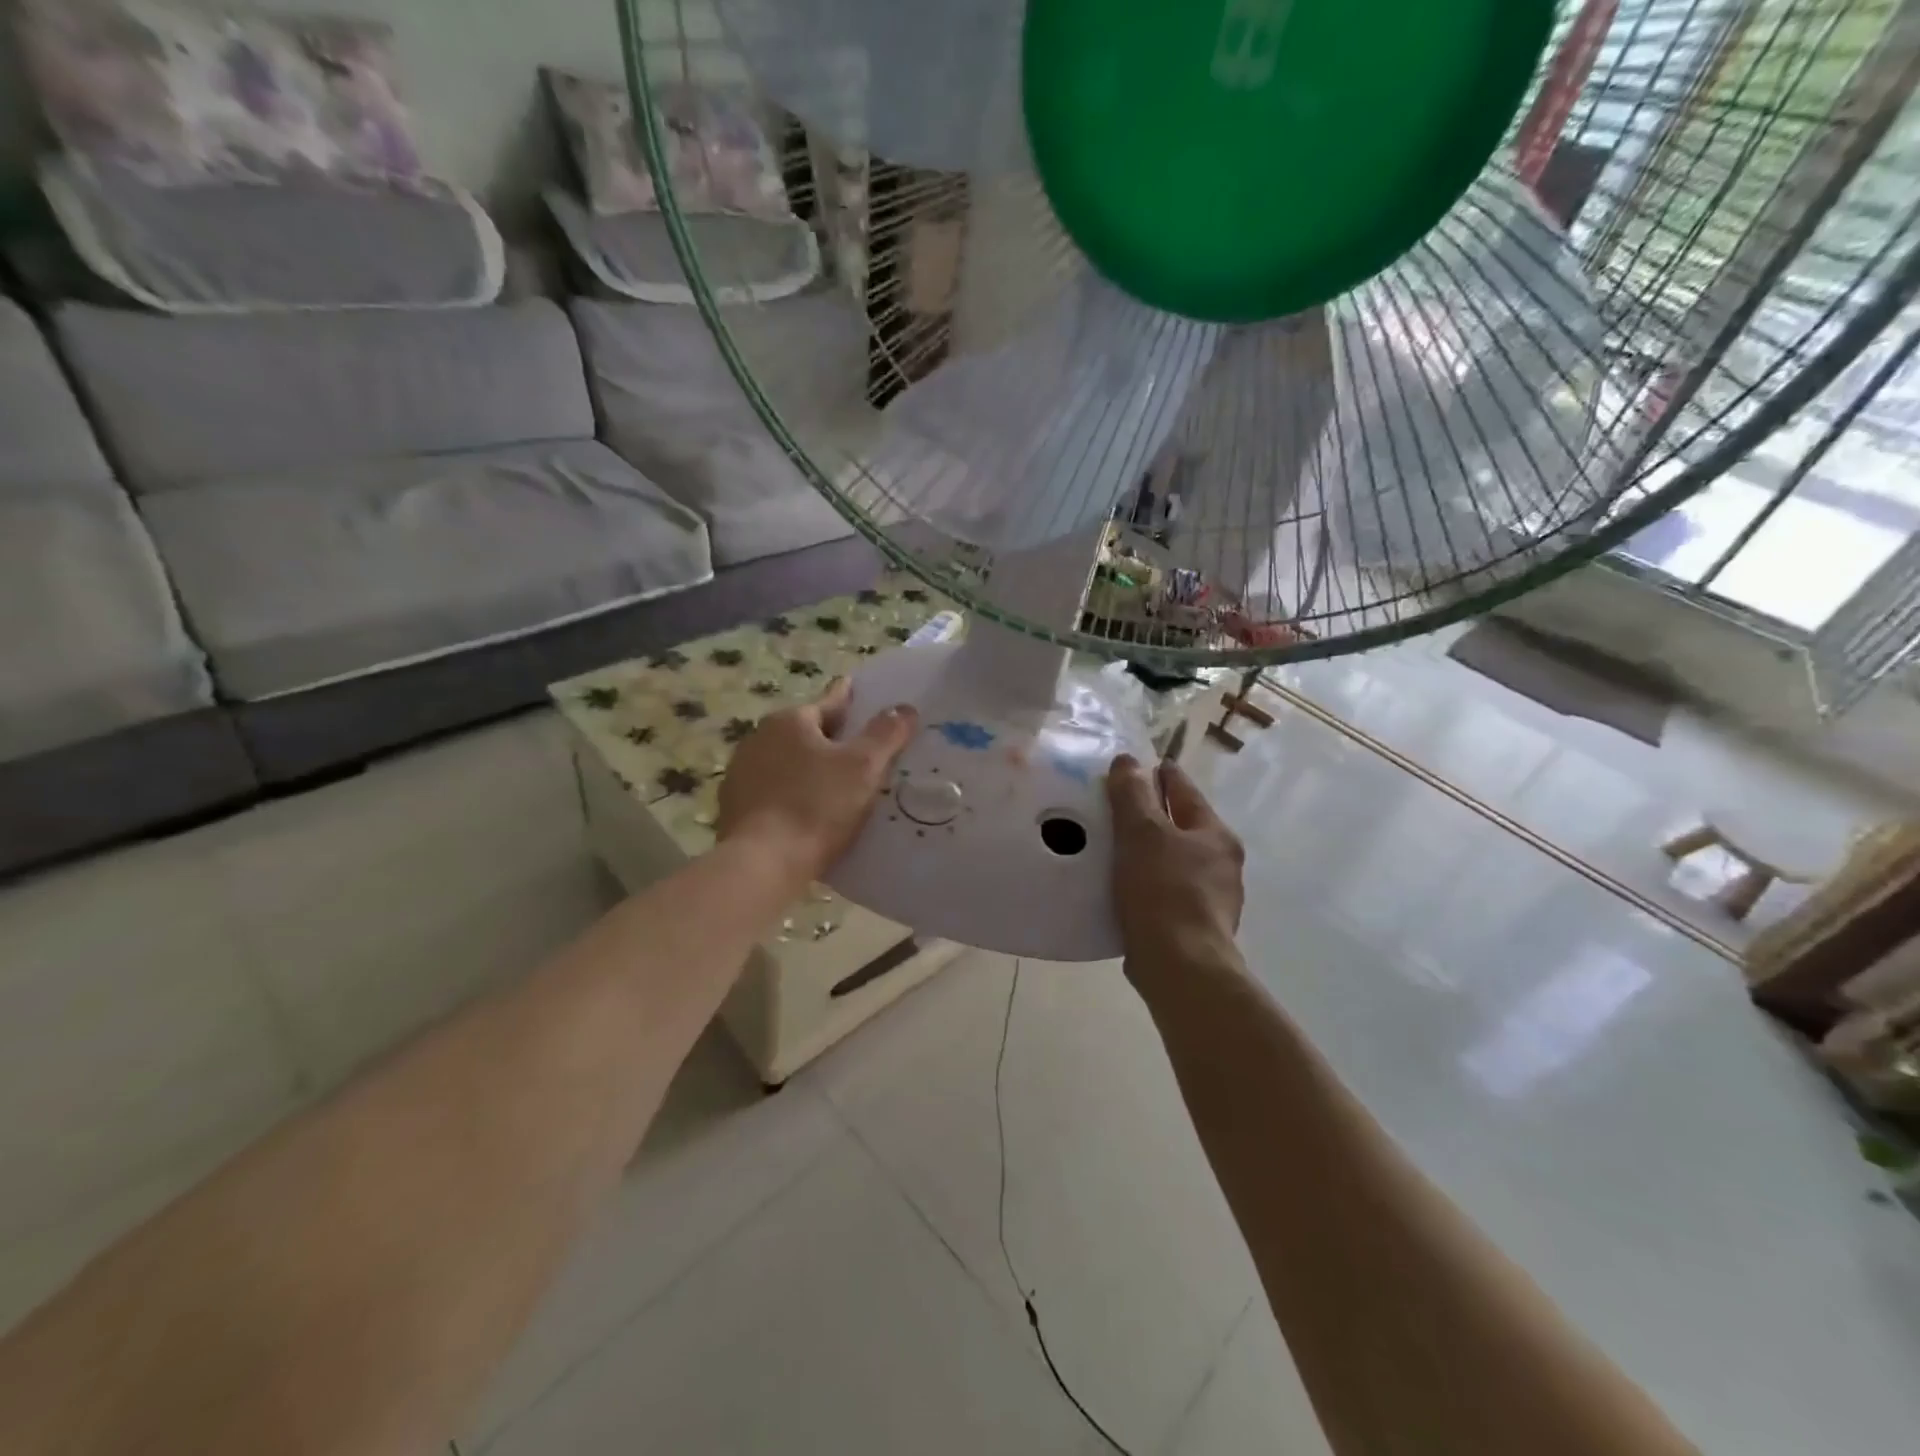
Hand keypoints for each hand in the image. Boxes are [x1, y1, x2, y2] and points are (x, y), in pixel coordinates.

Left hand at [718, 677, 917, 885]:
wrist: (762, 863)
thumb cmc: (817, 806)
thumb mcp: (864, 767)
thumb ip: (886, 733)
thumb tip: (904, 709)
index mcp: (789, 721)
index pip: (830, 702)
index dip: (852, 700)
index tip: (862, 695)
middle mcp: (759, 738)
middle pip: (807, 732)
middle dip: (832, 739)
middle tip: (862, 750)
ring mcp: (742, 773)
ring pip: (788, 762)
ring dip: (810, 768)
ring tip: (839, 785)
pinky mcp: (735, 807)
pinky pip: (775, 791)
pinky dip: (793, 795)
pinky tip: (810, 813)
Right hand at [1106, 754, 1245, 990]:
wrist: (1180, 967)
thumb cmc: (1164, 891)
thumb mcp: (1142, 833)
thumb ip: (1132, 794)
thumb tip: (1127, 761)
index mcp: (1215, 834)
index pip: (1184, 790)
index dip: (1160, 774)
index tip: (1136, 766)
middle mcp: (1221, 863)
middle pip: (1182, 825)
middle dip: (1153, 815)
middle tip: (1115, 807)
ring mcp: (1212, 898)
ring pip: (1174, 860)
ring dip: (1149, 852)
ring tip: (1114, 848)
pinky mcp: (1195, 926)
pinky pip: (1167, 891)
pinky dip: (1148, 883)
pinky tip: (1124, 888)